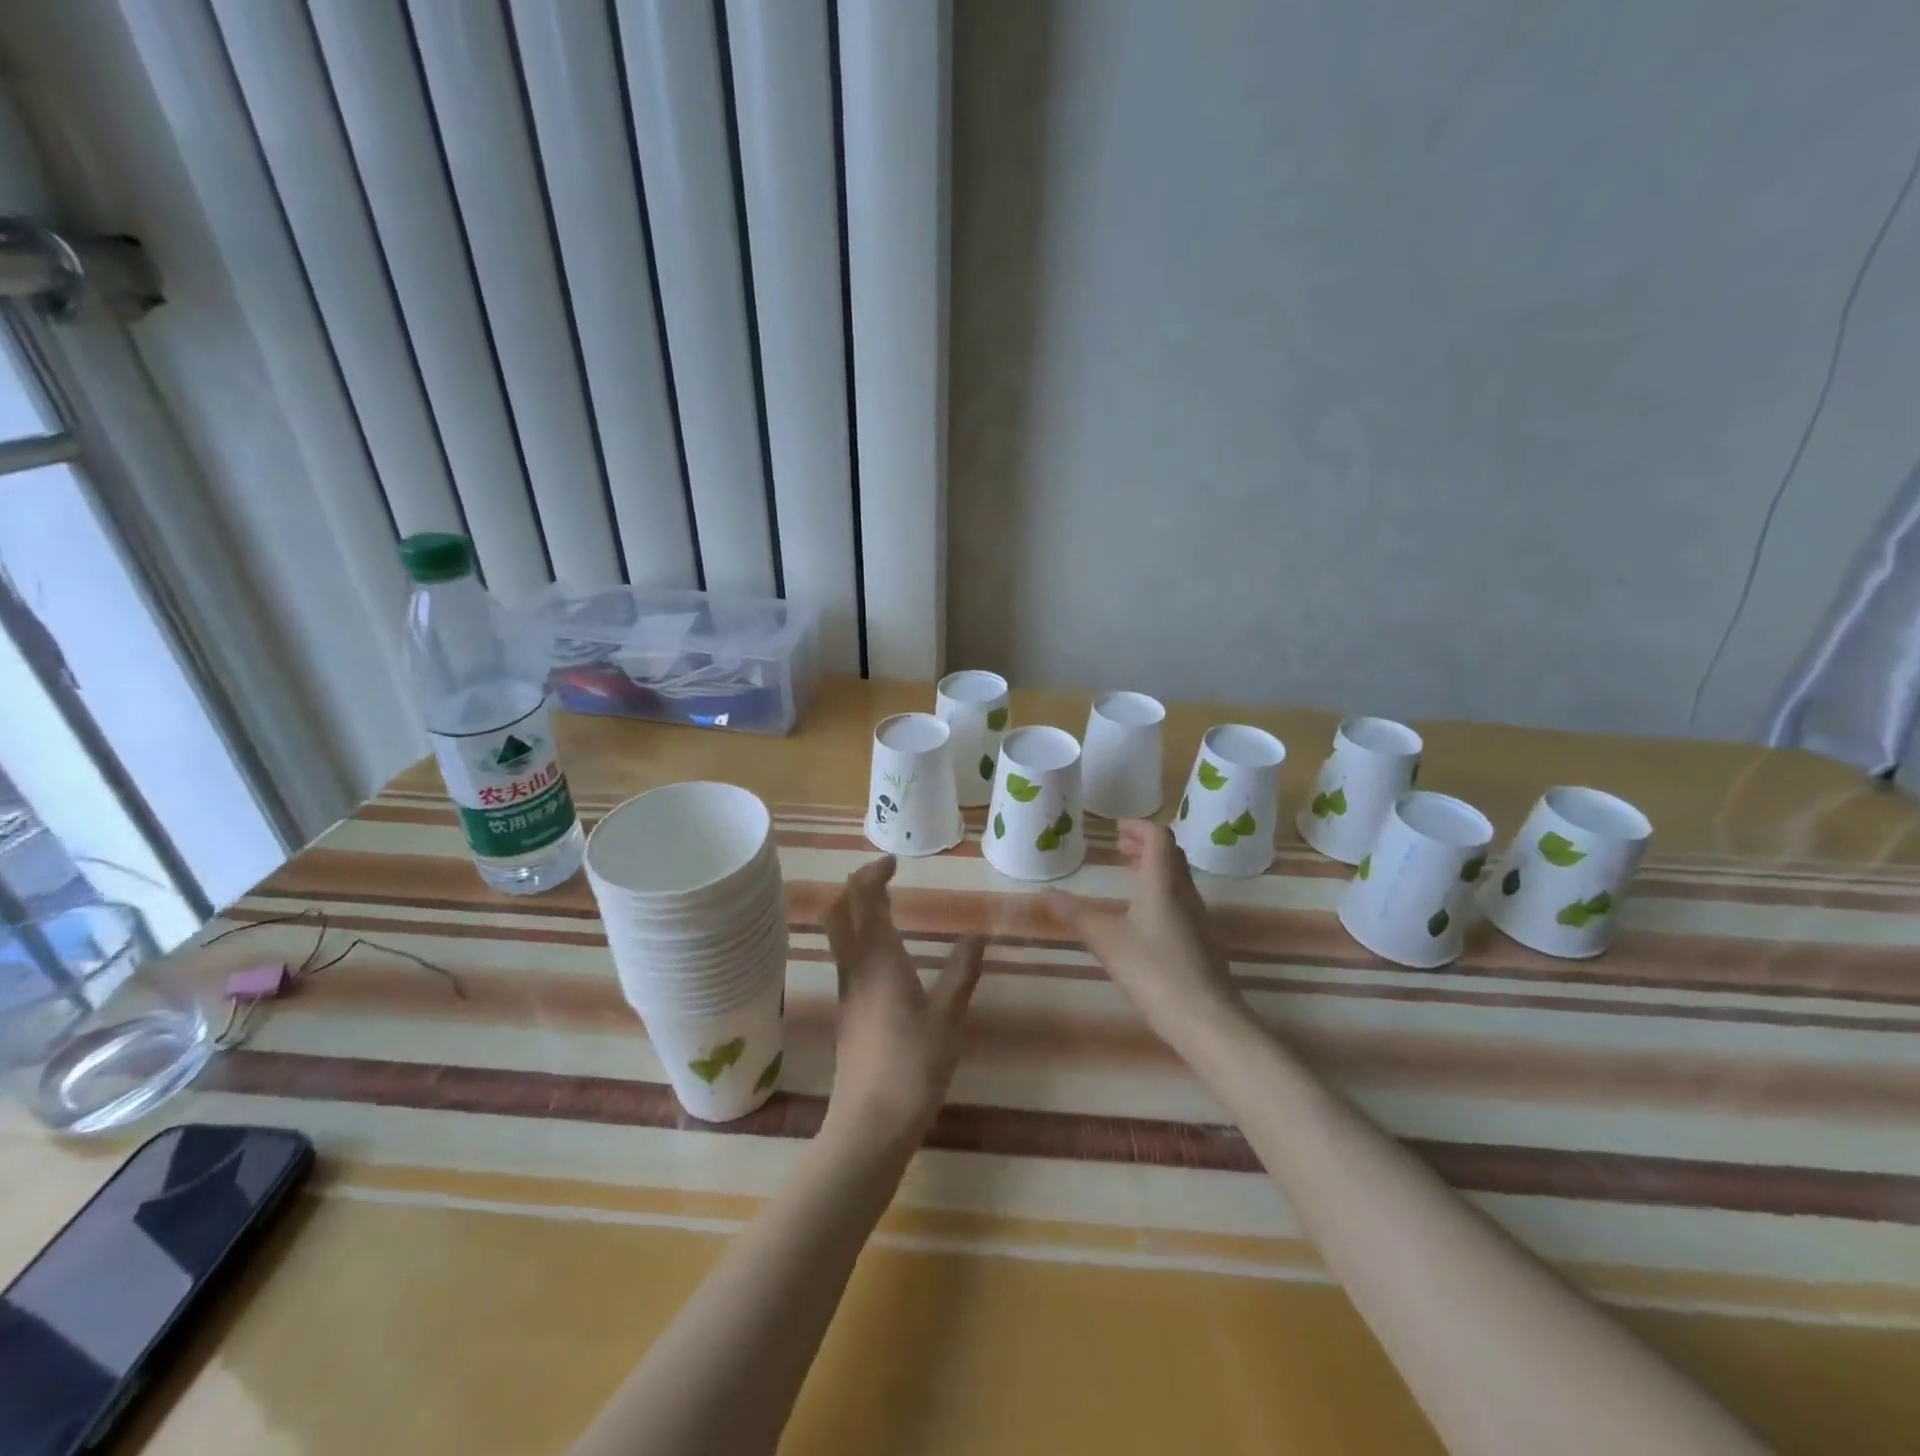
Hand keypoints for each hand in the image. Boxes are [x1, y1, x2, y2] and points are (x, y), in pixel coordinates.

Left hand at [820, 856, 984, 1151]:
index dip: (873, 874)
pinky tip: (888, 959)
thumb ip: (961, 973)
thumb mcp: (948, 1017)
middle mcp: (855, 967)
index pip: (863, 898)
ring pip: (839, 937)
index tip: (894, 863)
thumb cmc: (913, 1064)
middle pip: (838, 912)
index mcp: (878, 958)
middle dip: (856, 888)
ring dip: (856, 913)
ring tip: (889, 910)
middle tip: (885, 880)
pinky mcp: (848, 1014)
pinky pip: (848, 960)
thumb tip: (976, 936)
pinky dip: (861, 941)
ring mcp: (847, 992)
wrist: (870, 1123)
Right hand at [1045, 819, 1249, 1049]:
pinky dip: (1161, 892)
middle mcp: (1185, 893)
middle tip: (1120, 847)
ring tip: (1129, 876)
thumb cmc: (1153, 970)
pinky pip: (1182, 901)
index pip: (1159, 837)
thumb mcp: (1106, 940)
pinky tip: (1144, 918)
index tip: (1117, 828)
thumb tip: (1043, 893)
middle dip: (1145, 845)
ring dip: (1154, 868)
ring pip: (1178, 878)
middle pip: (1171, 854)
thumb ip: (1075, 914)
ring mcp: (1198, 918)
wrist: (1206, 1019)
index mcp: (1163, 882)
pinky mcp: (1203, 941)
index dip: (1139, 826)